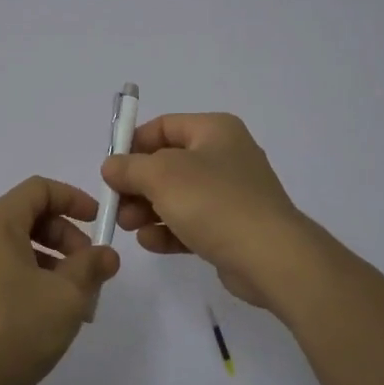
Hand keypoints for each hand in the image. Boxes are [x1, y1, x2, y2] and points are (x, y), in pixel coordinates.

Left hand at [0, 177, 120, 384]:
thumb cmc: (11, 330)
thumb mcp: (65, 297)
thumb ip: (90, 268)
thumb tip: (106, 254)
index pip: (39, 189)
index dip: (74, 199)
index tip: (99, 223)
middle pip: (28, 218)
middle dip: (66, 239)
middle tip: (90, 272)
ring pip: (16, 249)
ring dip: (51, 265)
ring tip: (75, 304)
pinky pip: (1, 271)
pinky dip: (29, 281)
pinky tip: (45, 317)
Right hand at [100, 112, 312, 315]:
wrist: (271, 257)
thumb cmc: (214, 202)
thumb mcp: (161, 176)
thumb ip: (129, 167)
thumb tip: (112, 166)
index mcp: (214, 131)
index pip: (164, 126)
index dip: (134, 144)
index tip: (111, 169)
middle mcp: (225, 156)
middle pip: (168, 163)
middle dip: (137, 184)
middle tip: (116, 204)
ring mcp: (231, 194)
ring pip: (178, 195)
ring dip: (148, 209)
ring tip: (128, 226)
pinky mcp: (232, 228)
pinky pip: (192, 222)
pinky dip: (169, 230)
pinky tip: (150, 243)